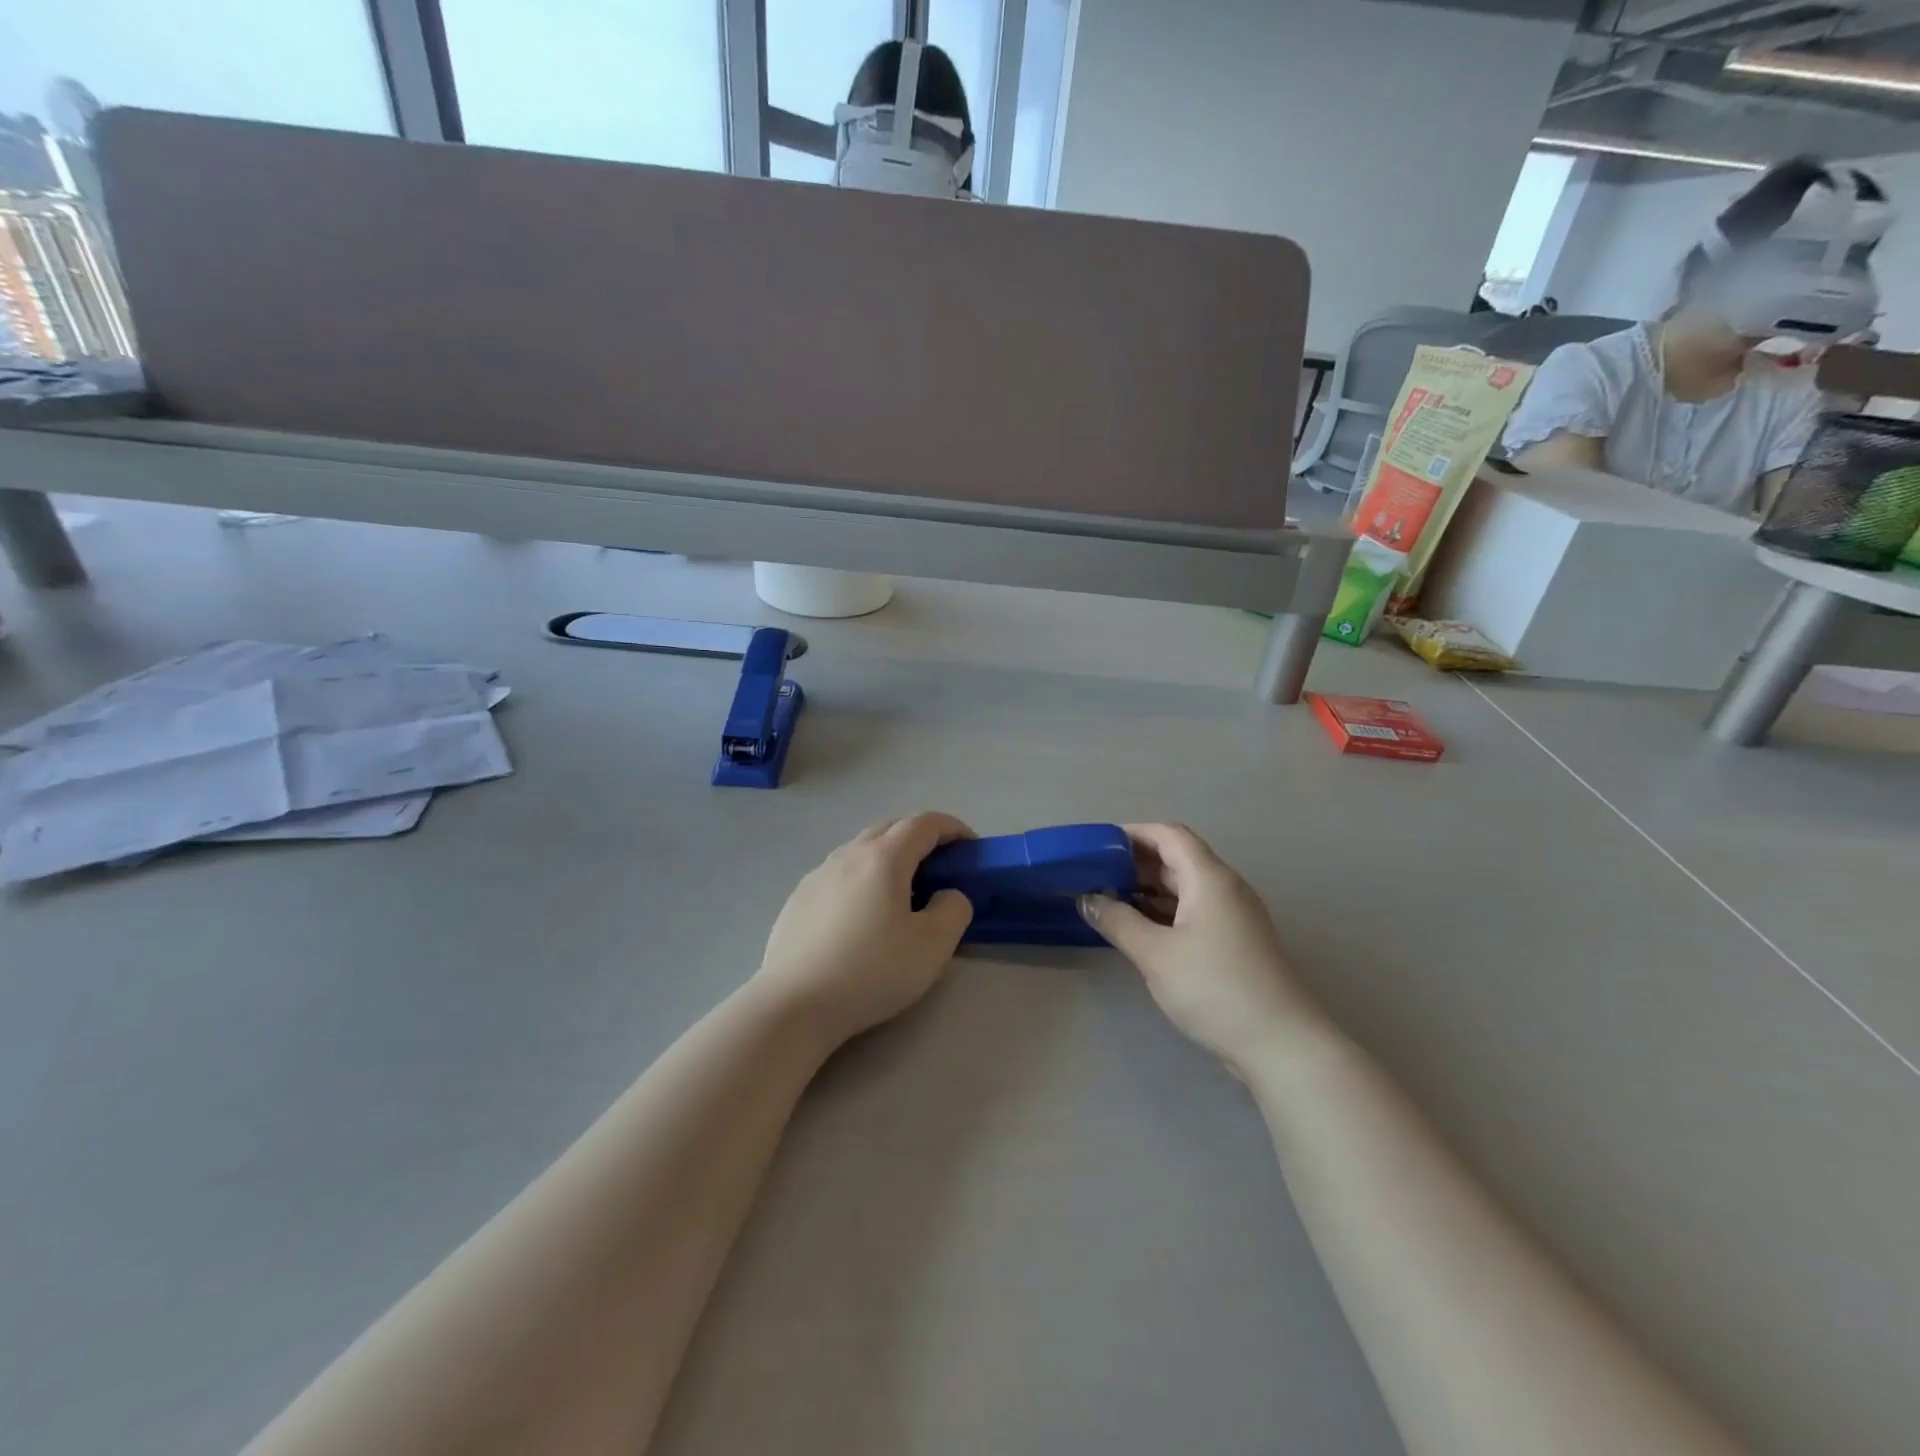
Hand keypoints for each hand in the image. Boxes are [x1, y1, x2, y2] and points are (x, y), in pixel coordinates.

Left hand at [753, 813, 974, 1047]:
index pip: (924, 823)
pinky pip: (838, 873)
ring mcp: (817, 875)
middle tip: (940, 866)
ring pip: (860, 849)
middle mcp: (848, 855)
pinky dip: (861, 877)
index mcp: (884, 858)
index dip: (952, 828)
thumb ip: (953, 910)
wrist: (794, 1004)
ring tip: (901, 890)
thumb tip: (947, 895)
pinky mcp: (798, 899)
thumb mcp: (932, 946)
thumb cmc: (870, 971)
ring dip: (888, 856)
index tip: (970, 846)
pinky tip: (861, 914)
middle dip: (920, 837)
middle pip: (890, 827)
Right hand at [1079, 823, 1320, 1076]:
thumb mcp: (1155, 954)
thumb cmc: (1215, 988)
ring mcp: (1233, 916)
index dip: (1133, 833)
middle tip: (1094, 876)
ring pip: (1184, 887)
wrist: (1281, 1044)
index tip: (1097, 846)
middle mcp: (1225, 888)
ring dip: (1147, 889)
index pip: (1169, 835)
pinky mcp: (1235, 942)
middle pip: (1177, 858)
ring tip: (1108, 901)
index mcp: (1209, 878)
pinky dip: (1163, 912)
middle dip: (1135, 863)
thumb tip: (1087, 898)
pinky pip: (1193, 911)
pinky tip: (1138, 930)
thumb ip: (1117, 921)